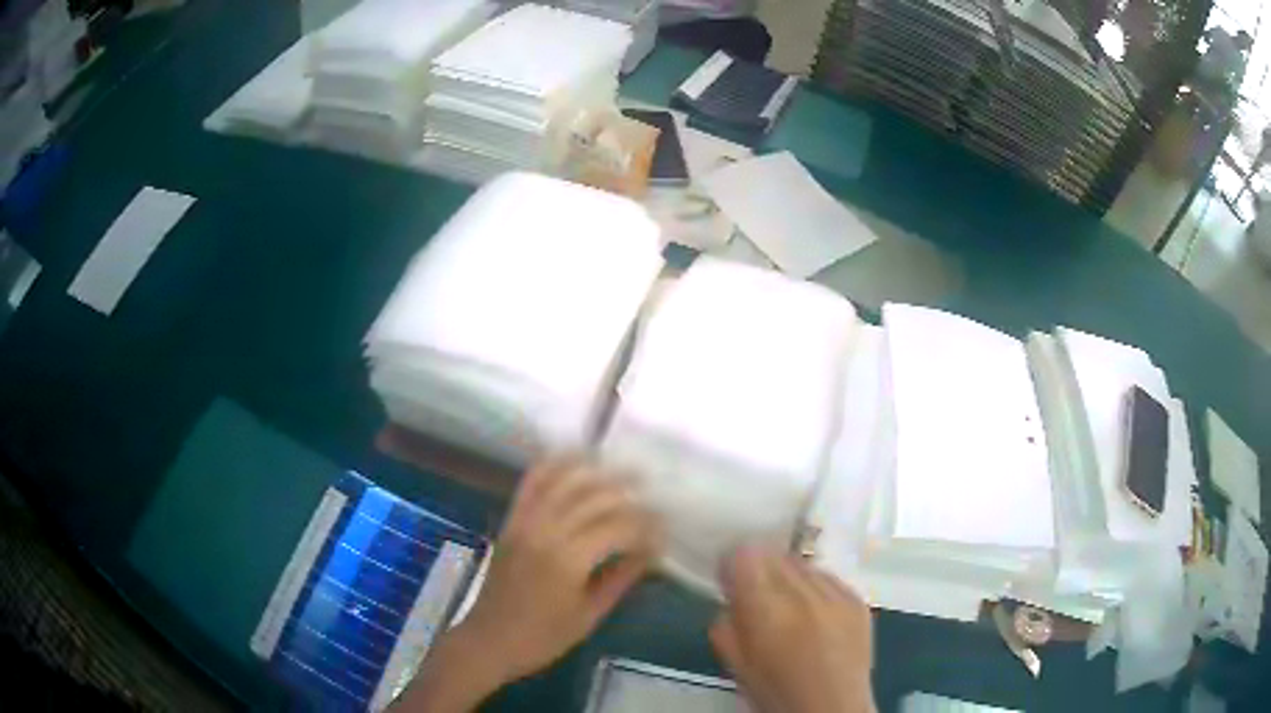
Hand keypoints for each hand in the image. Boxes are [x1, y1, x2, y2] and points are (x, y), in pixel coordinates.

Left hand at [396, 459, 660, 711]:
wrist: (490, 639)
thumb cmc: (543, 636)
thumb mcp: (590, 615)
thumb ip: (620, 579)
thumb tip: (650, 553)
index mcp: (569, 560)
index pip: (617, 528)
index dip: (645, 526)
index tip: (663, 530)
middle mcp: (546, 531)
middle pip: (594, 498)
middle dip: (628, 493)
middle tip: (652, 496)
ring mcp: (525, 521)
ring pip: (565, 481)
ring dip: (596, 470)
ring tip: (622, 469)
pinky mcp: (511, 519)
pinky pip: (532, 482)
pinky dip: (553, 465)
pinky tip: (574, 458)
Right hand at [710, 547, 874, 712]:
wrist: (832, 710)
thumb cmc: (776, 693)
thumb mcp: (735, 664)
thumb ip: (726, 623)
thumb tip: (730, 594)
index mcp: (766, 612)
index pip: (745, 554)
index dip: (732, 563)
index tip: (729, 580)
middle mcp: (804, 594)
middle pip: (774, 553)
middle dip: (760, 568)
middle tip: (757, 594)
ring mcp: (836, 594)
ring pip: (802, 563)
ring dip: (788, 576)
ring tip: (789, 606)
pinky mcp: (858, 599)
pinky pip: (828, 577)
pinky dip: (815, 587)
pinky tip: (814, 614)